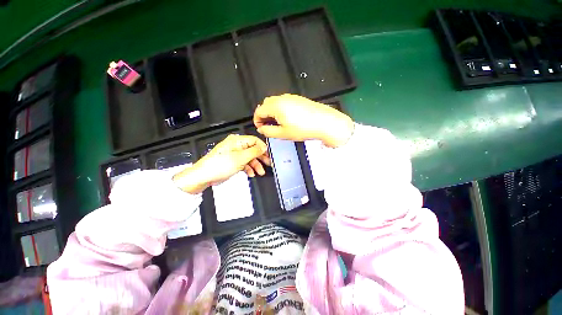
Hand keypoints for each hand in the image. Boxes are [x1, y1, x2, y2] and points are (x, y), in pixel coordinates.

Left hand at [173, 135, 270, 193]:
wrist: (204, 176)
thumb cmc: (219, 165)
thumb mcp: (240, 158)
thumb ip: (254, 151)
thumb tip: (263, 147)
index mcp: (237, 141)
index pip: (255, 140)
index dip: (262, 148)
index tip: (268, 155)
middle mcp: (236, 146)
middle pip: (253, 149)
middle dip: (261, 157)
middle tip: (267, 163)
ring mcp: (234, 154)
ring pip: (249, 157)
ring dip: (256, 165)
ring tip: (260, 172)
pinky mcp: (233, 161)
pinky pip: (244, 163)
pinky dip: (249, 168)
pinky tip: (251, 173)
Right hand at [253, 94, 353, 147]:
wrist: (324, 122)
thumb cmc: (305, 128)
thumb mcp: (283, 134)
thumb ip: (268, 132)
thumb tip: (262, 129)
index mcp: (276, 106)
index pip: (259, 111)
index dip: (257, 120)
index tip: (260, 128)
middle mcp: (282, 98)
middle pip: (265, 104)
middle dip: (264, 115)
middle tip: (268, 126)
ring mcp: (291, 97)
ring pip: (275, 102)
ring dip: (272, 112)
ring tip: (277, 124)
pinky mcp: (298, 99)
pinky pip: (284, 102)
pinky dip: (280, 109)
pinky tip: (287, 119)